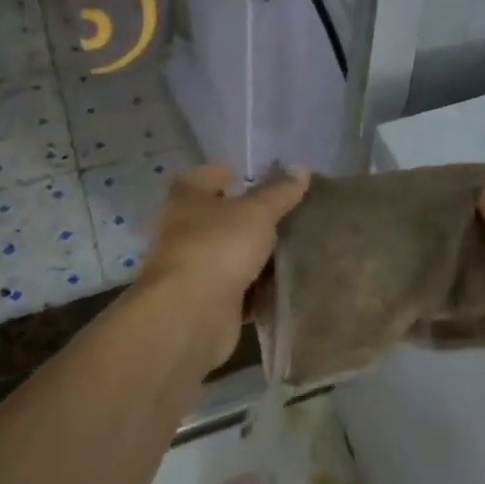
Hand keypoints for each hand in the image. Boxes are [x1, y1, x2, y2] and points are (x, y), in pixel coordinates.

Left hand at [136, 163, 309, 368]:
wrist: (190, 314)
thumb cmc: (219, 246)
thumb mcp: (257, 212)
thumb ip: (279, 192)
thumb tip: (301, 168)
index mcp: (187, 198)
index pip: (207, 175)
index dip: (232, 174)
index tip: (261, 179)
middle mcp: (183, 230)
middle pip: (220, 218)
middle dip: (251, 218)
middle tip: (289, 215)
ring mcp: (192, 268)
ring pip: (230, 254)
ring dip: (256, 256)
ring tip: (295, 249)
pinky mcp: (205, 302)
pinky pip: (238, 289)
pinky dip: (256, 288)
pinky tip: (284, 284)